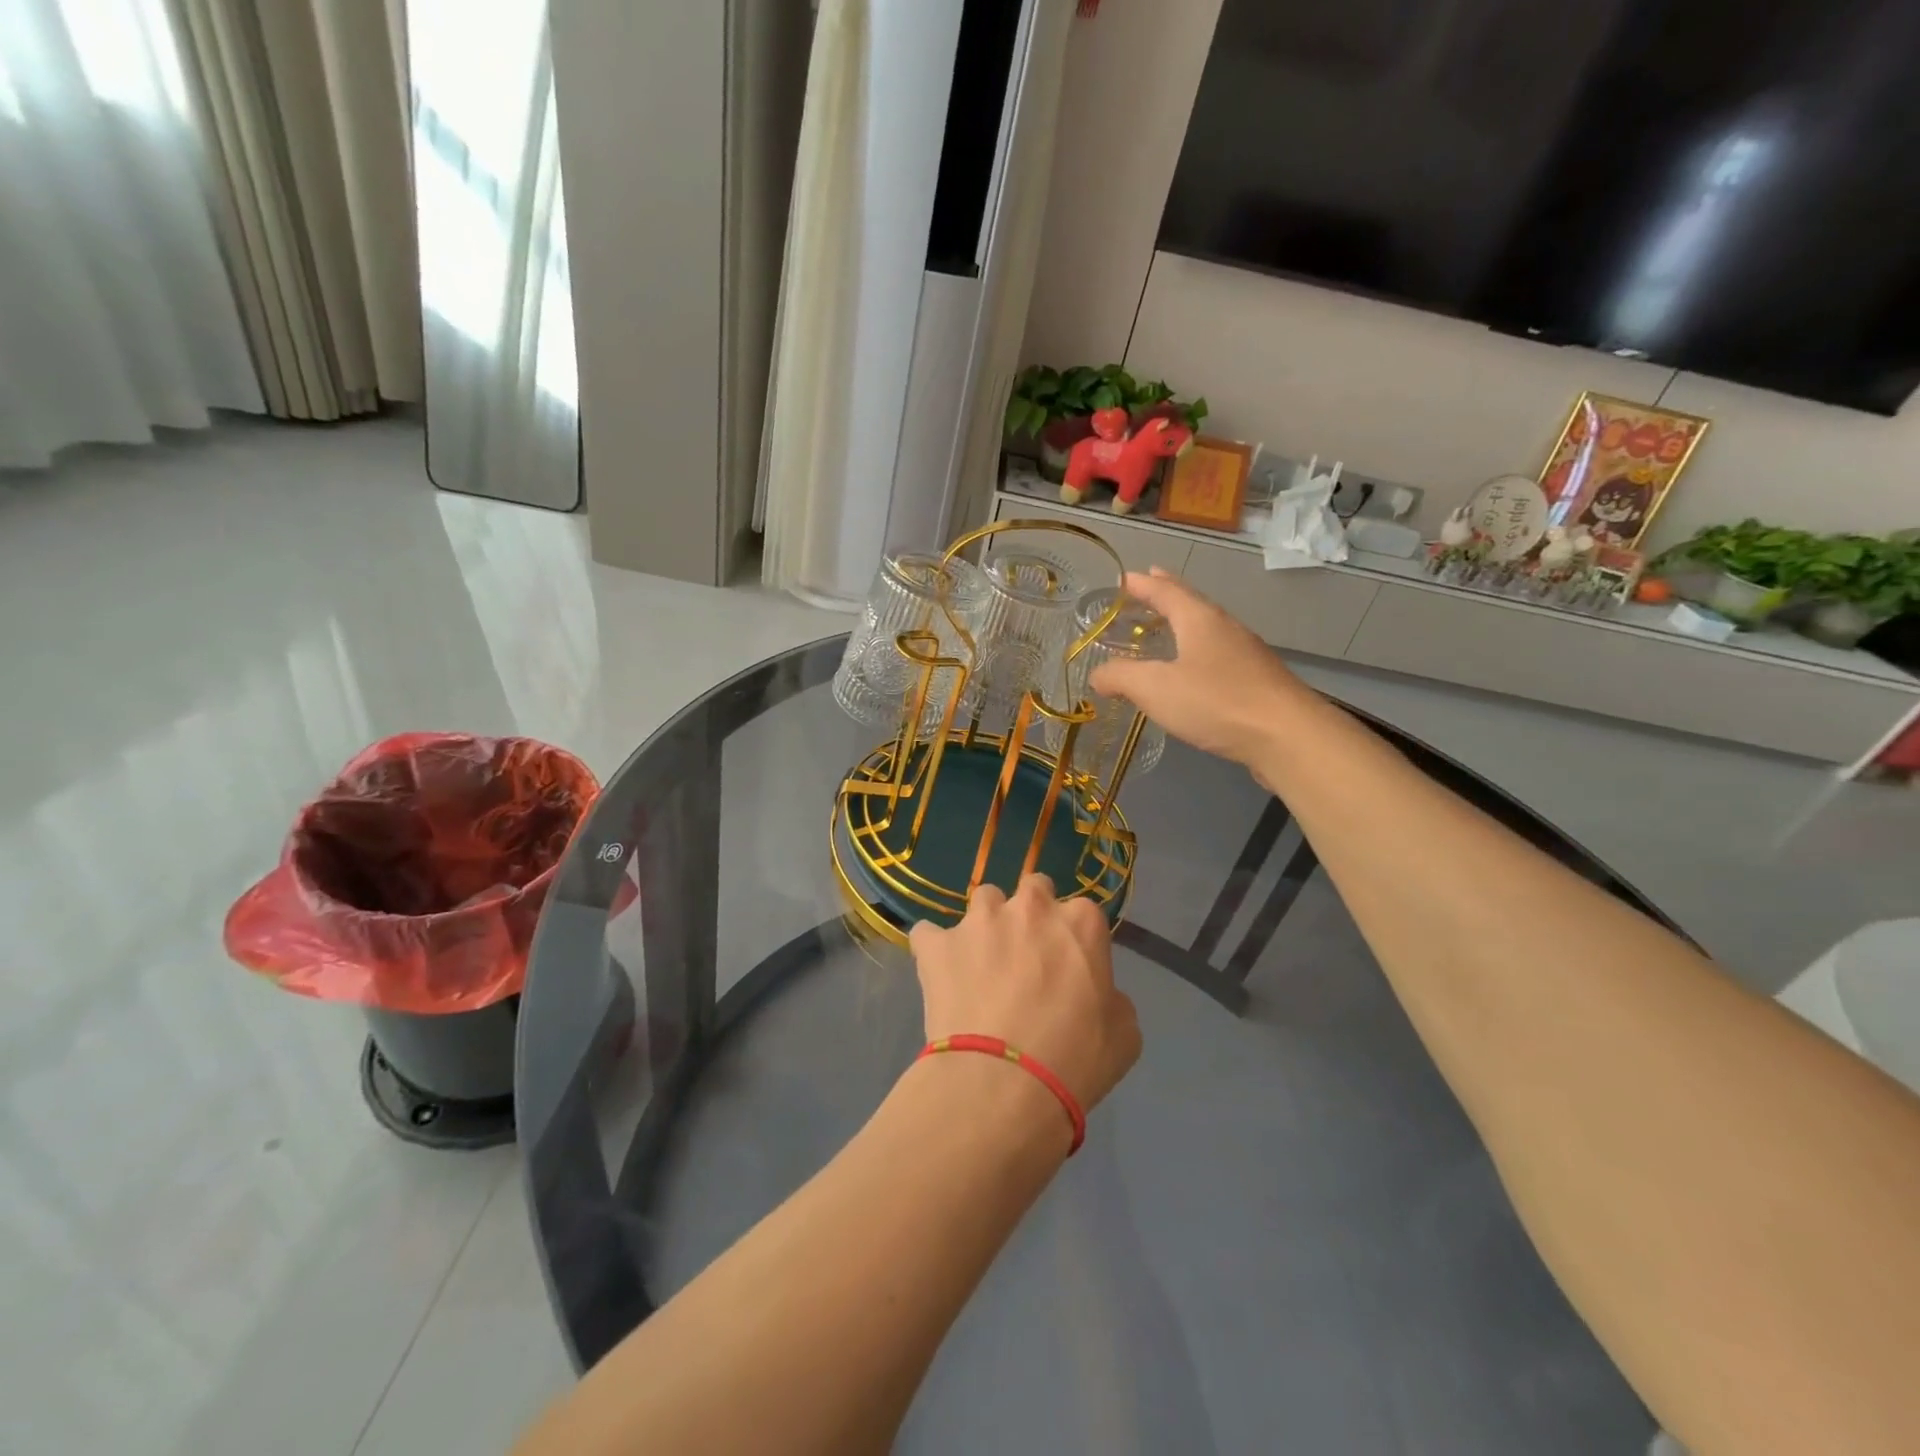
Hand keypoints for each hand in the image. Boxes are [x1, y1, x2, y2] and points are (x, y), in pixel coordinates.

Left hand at [909, 874, 1140, 1112]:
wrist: (1004, 1083)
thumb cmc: (1075, 1060)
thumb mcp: (1124, 1034)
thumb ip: (1111, 997)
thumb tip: (1096, 994)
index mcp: (1081, 922)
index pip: (1081, 911)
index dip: (1073, 939)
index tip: (1068, 966)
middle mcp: (1031, 907)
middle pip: (1032, 890)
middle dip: (1030, 914)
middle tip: (1026, 956)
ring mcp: (979, 921)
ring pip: (982, 902)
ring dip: (986, 925)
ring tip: (980, 964)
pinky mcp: (937, 943)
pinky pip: (929, 934)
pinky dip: (935, 949)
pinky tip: (939, 973)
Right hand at [1089, 568, 1311, 769]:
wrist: (1286, 736)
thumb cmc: (1216, 702)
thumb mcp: (1155, 688)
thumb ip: (1121, 677)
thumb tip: (1097, 674)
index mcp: (1199, 619)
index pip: (1166, 591)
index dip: (1142, 584)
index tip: (1122, 579)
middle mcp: (1224, 628)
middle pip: (1191, 604)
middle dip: (1166, 595)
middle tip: (1146, 586)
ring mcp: (1245, 655)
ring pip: (1206, 630)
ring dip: (1182, 624)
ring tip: (1164, 629)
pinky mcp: (1255, 682)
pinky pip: (1216, 657)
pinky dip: (1195, 653)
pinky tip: (1190, 673)